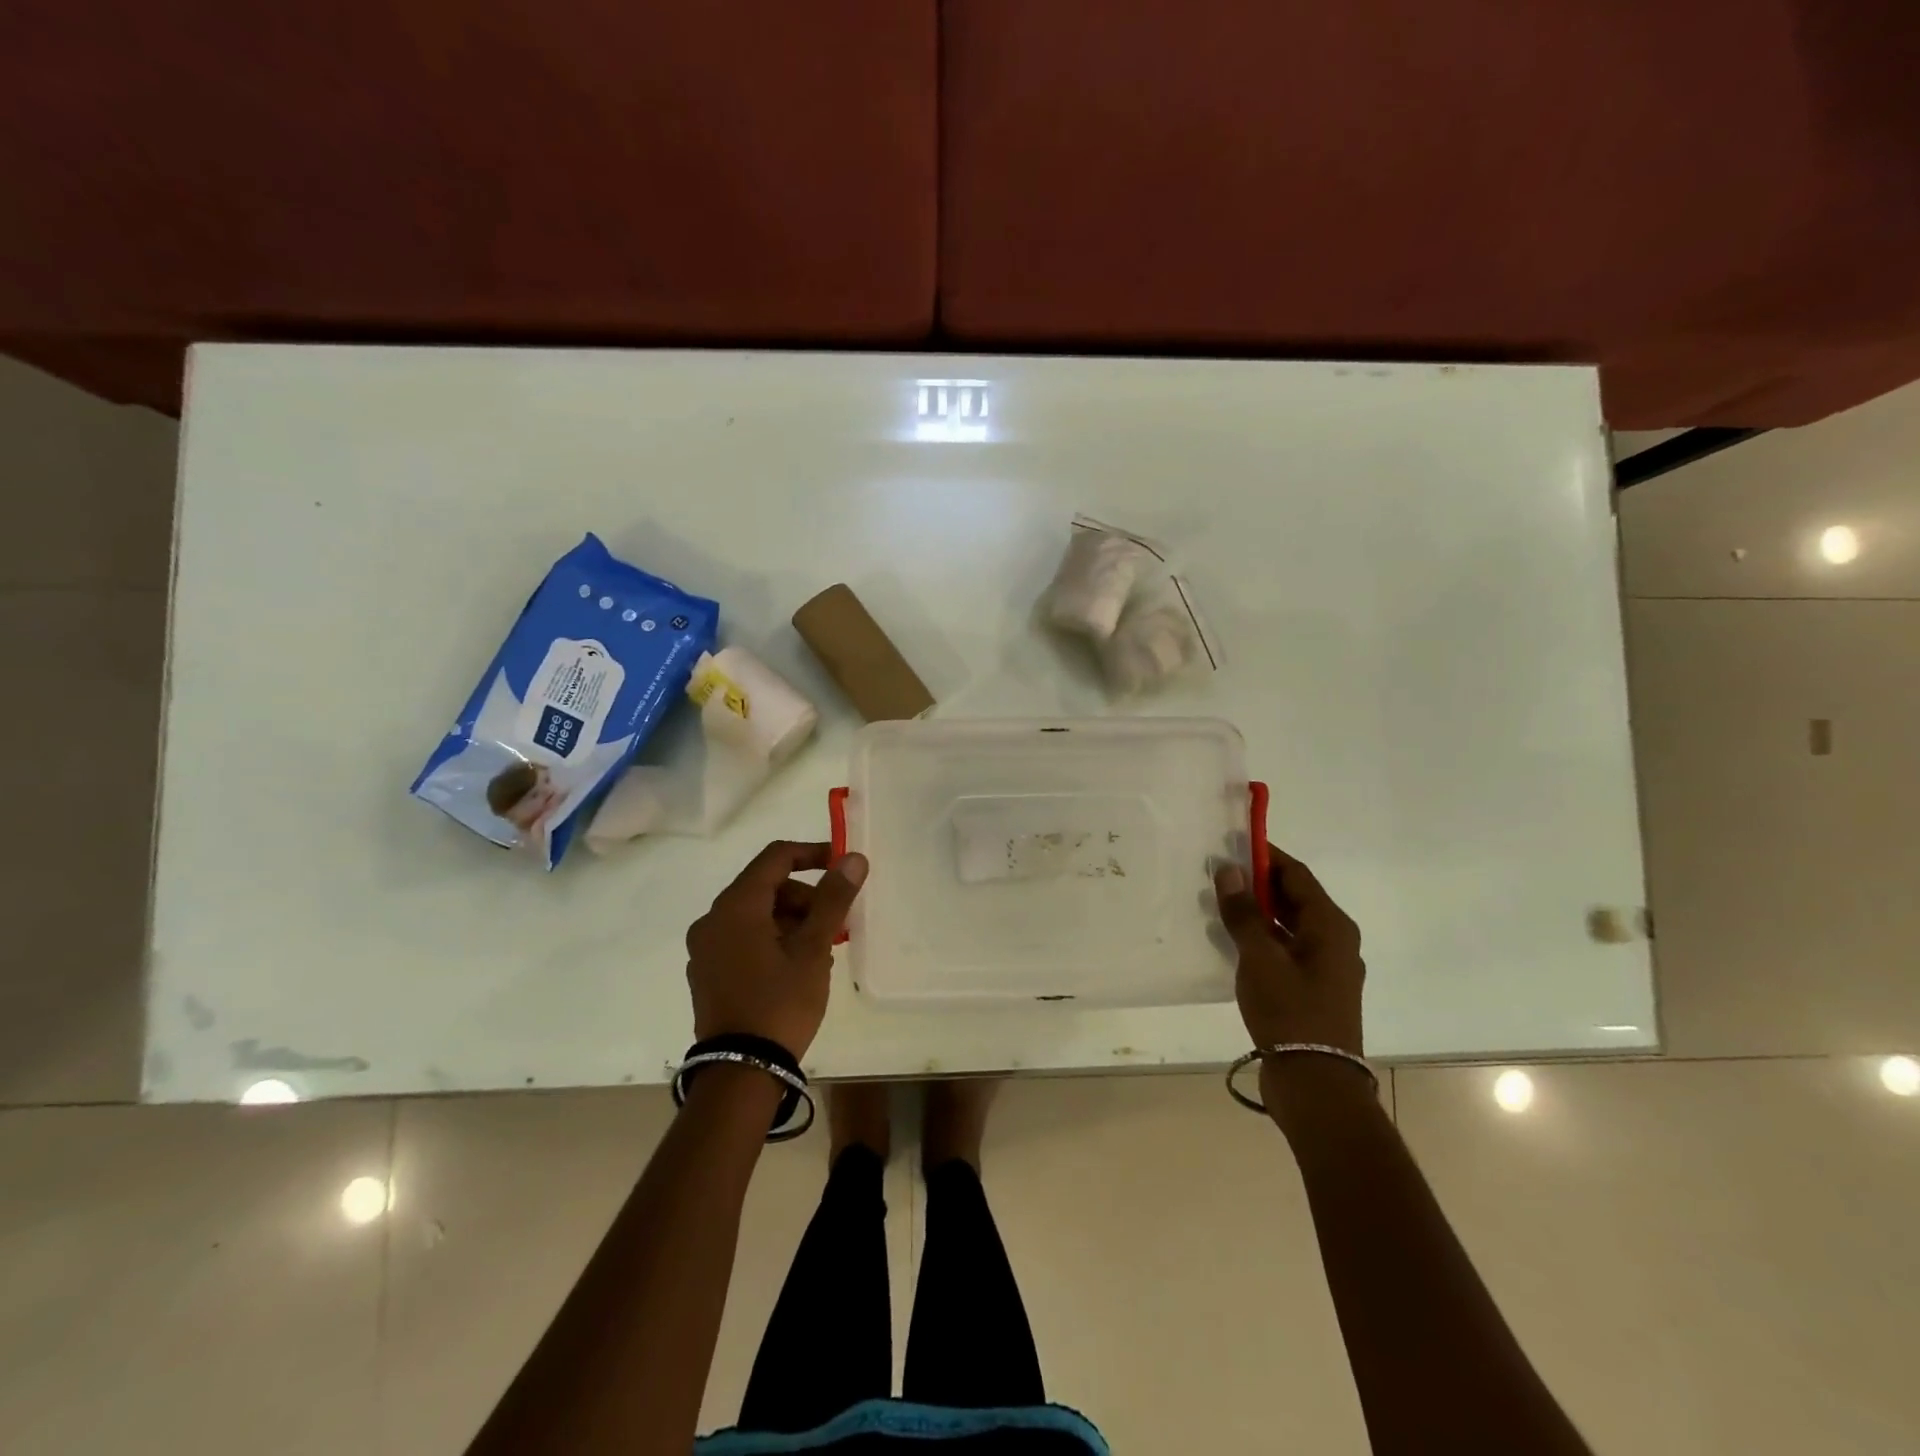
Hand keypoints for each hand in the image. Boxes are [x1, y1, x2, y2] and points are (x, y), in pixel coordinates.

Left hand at [685, 841, 868, 1058]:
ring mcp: (706, 948)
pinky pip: (743, 939)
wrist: (740, 1073)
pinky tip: (796, 967)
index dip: (811, 854)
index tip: (840, 866)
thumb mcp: (813, 949)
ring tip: (821, 951)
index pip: (775, 858)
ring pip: (756, 915)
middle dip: (805, 897)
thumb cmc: (780, 1003)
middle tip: (835, 923)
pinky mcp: (707, 973)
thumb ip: (832, 899)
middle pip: (765, 887)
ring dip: (791, 921)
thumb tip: (853, 858)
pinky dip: (772, 939)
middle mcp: (713, 920)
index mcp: (736, 906)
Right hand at [1214, 844, 1365, 1057]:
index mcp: (1331, 926)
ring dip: (1257, 911)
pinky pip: (1286, 948)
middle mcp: (1334, 940)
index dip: (1266, 856)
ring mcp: (1326, 967)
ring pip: (1289, 924)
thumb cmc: (1290, 1012)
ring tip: (1219, 904)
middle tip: (1219, 873)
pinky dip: (1262, 938)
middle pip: (1295, 898)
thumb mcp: (1260, 958)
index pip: (1296, 875)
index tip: (1232, 843)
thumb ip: (1243, 912)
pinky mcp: (1313, 989)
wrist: (1316, 1083)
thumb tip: (1229, 869)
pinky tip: (1233, 942)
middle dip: (1258, 883)